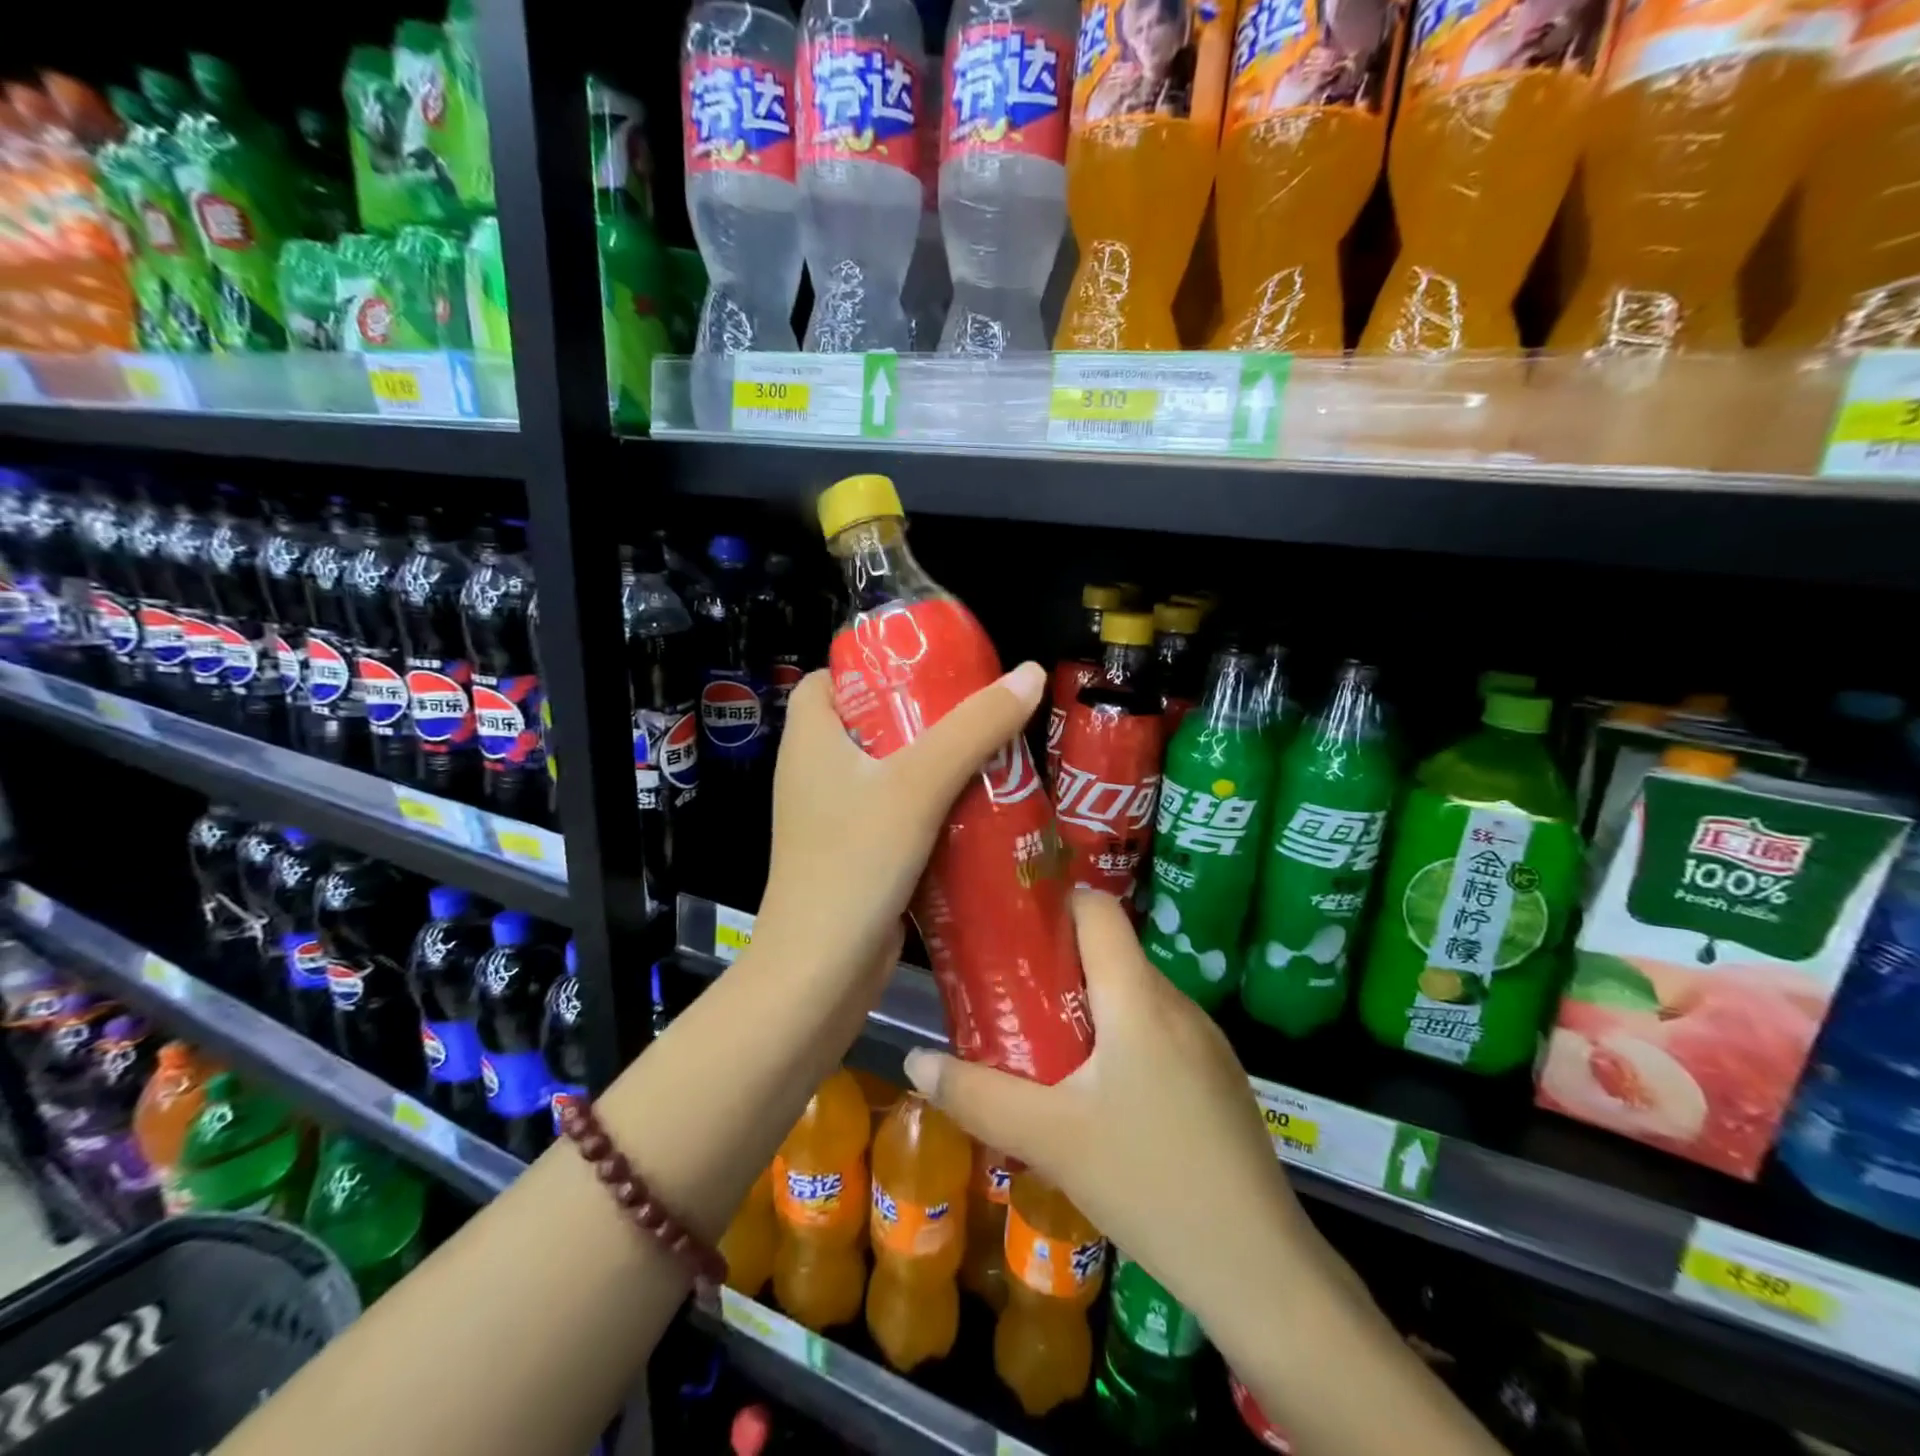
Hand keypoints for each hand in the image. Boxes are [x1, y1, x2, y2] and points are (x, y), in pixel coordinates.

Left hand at [754, 661, 1046, 998]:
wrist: (822, 972)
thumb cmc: (856, 861)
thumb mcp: (919, 783)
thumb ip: (975, 727)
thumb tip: (1031, 673)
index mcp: (810, 737)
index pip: (833, 677)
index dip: (877, 664)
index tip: (932, 668)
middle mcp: (816, 771)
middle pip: (872, 721)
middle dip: (926, 715)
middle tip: (981, 710)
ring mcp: (835, 816)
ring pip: (890, 771)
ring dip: (937, 763)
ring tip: (994, 752)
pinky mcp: (856, 853)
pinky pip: (898, 812)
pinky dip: (933, 805)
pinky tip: (980, 807)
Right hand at [902, 891, 1326, 1327]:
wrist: (1258, 1267)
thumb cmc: (1148, 1181)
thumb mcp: (1049, 1139)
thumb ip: (977, 1095)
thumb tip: (916, 1060)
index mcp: (1138, 996)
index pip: (1099, 910)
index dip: (1055, 905)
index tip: (1011, 929)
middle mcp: (1176, 1002)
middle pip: (1111, 954)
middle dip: (1057, 966)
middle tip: (1009, 998)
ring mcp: (1206, 1040)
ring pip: (1134, 996)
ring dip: (1088, 1009)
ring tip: (1044, 1048)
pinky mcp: (1218, 1077)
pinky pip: (1158, 1031)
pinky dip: (1121, 1040)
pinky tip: (1099, 1096)